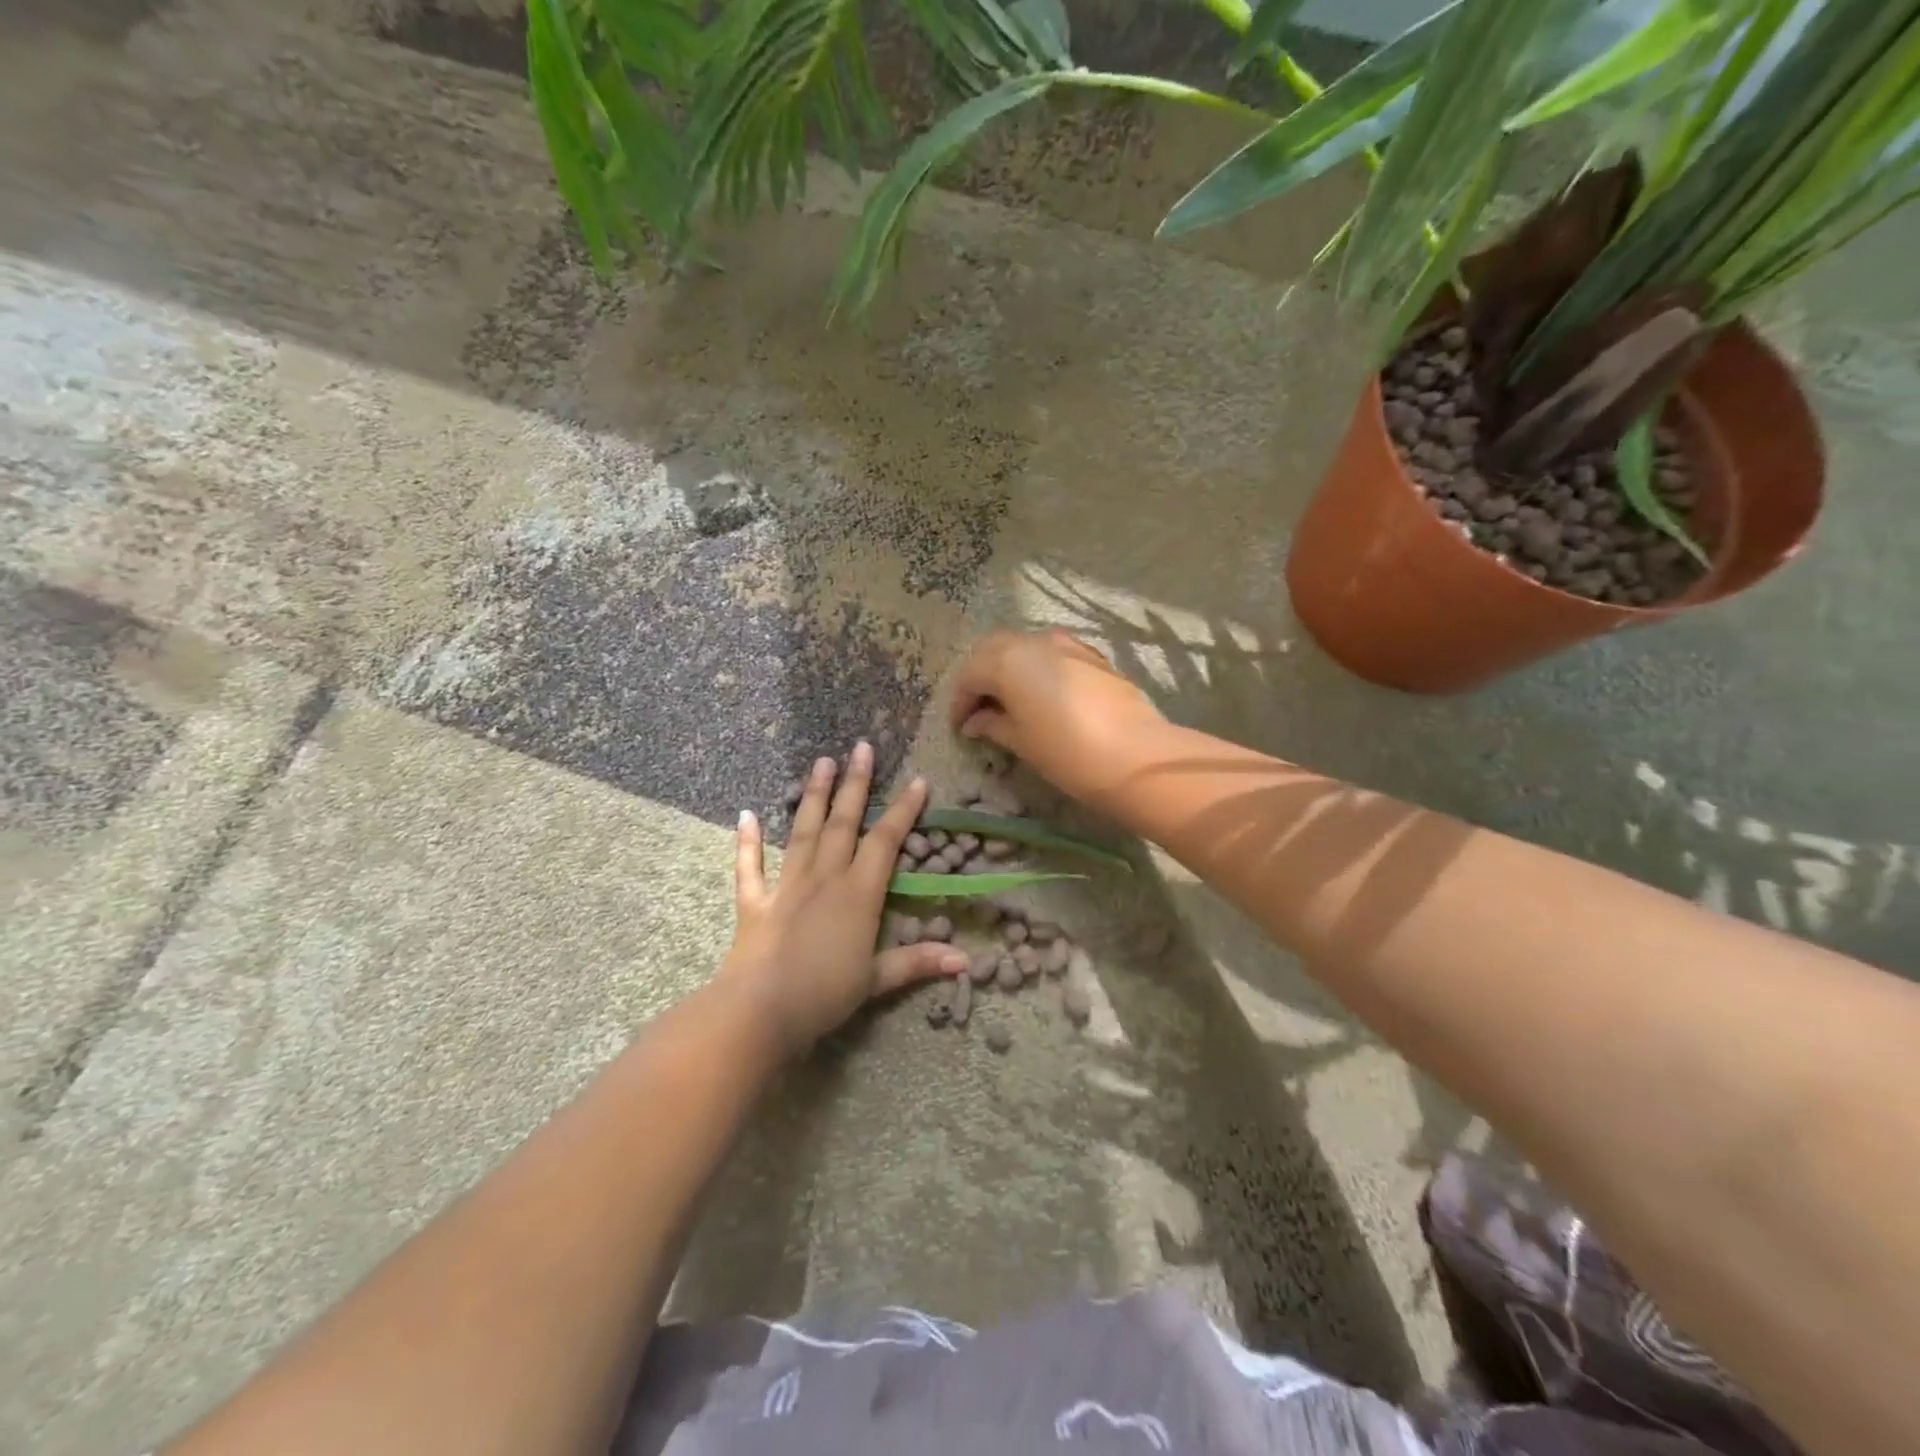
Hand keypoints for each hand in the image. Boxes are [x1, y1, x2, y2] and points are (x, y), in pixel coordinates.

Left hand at [720, 742, 966, 1058]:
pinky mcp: (755, 902)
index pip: (885, 842)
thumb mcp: (876, 980)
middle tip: (861, 747)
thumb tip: (965, 960)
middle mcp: (824, 878)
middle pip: (843, 823)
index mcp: (858, 894)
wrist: (761, 1011)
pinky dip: (747, 842)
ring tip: (820, 761)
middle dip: (855, 784)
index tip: (917, 781)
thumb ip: (917, 962)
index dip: (903, 810)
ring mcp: (787, 886)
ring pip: (804, 832)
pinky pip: (750, 867)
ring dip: (813, 796)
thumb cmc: (825, 994)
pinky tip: (746, 814)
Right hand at [949, 629, 1164, 808]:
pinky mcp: (1092, 656)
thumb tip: (975, 722)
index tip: (959, 727)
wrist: (1136, 756)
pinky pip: (1052, 654)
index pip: (970, 674)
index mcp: (1007, 661)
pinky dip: (1037, 669)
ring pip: (1024, 647)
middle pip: (993, 650)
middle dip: (980, 677)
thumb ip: (993, 724)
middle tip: (979, 710)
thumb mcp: (1021, 741)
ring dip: (1009, 669)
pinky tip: (1043, 696)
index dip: (960, 701)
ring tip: (1009, 702)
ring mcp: (1067, 644)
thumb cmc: (1067, 752)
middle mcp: (1034, 642)